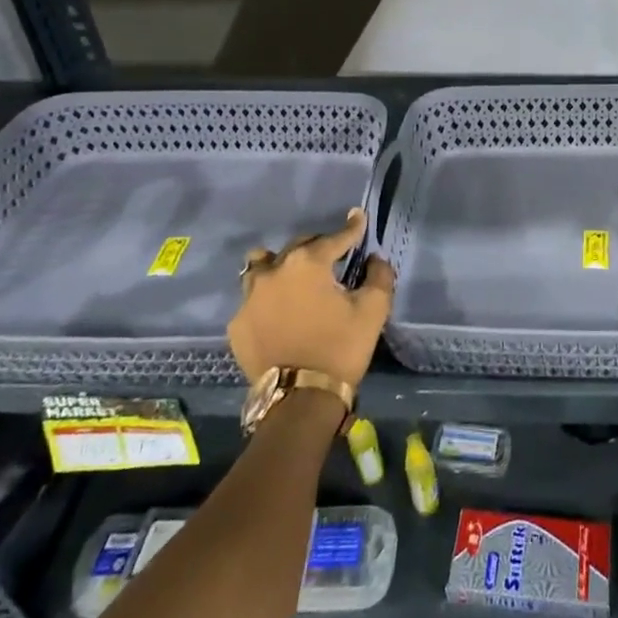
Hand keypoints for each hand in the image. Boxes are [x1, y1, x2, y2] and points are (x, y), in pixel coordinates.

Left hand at [229, 209, 394, 387]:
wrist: (300, 400)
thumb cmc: (340, 348)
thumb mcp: (373, 310)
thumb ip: (379, 276)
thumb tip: (374, 259)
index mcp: (308, 262)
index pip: (335, 237)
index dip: (352, 228)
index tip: (358, 218)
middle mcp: (273, 270)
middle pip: (299, 246)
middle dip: (318, 247)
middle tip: (333, 258)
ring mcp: (249, 297)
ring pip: (262, 265)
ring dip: (280, 264)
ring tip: (293, 276)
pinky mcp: (238, 323)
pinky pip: (252, 298)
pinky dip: (267, 298)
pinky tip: (279, 311)